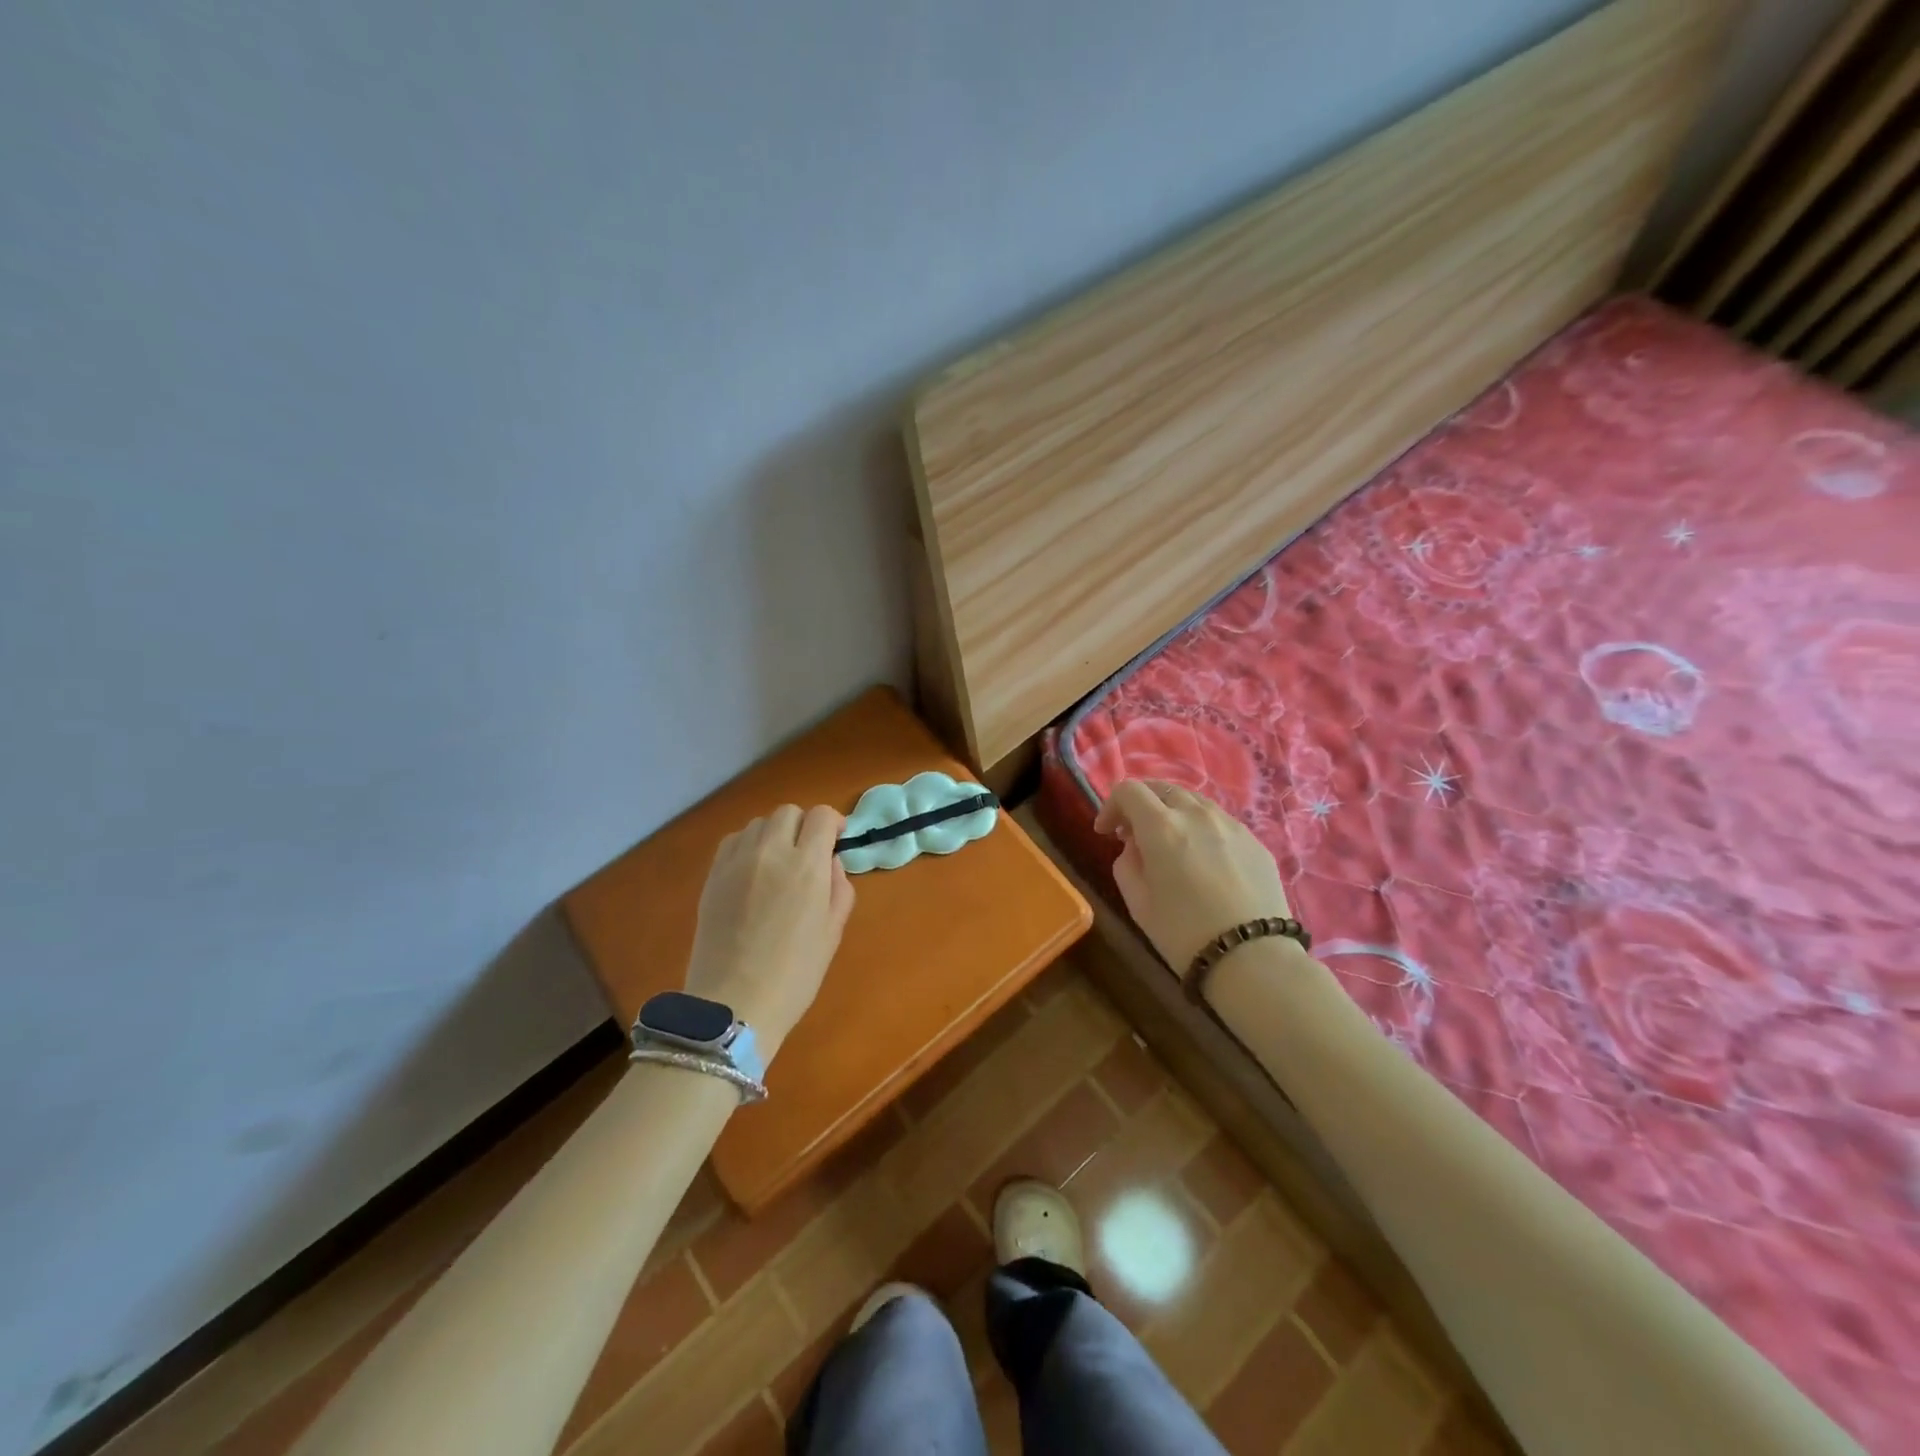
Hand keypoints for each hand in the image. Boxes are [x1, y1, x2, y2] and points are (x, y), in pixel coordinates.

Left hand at [685, 804, 855, 1060]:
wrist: (733, 1005)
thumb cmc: (794, 974)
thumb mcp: (832, 932)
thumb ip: (838, 888)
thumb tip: (830, 862)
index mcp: (806, 866)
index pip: (821, 816)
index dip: (833, 823)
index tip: (837, 841)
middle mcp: (771, 852)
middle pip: (788, 812)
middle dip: (803, 826)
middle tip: (808, 854)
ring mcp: (736, 862)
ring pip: (759, 823)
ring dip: (774, 834)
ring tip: (778, 863)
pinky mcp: (712, 875)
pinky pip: (733, 841)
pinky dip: (748, 845)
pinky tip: (752, 871)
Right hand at [1093, 780, 1292, 970]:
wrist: (1253, 959)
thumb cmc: (1184, 934)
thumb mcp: (1137, 903)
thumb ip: (1127, 863)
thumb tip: (1135, 846)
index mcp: (1162, 827)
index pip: (1129, 791)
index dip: (1111, 806)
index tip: (1106, 832)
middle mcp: (1197, 814)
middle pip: (1162, 788)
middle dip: (1141, 804)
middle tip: (1133, 834)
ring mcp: (1230, 824)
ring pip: (1193, 801)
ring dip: (1172, 812)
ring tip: (1170, 843)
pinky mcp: (1254, 840)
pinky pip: (1219, 820)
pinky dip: (1200, 827)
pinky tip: (1202, 858)